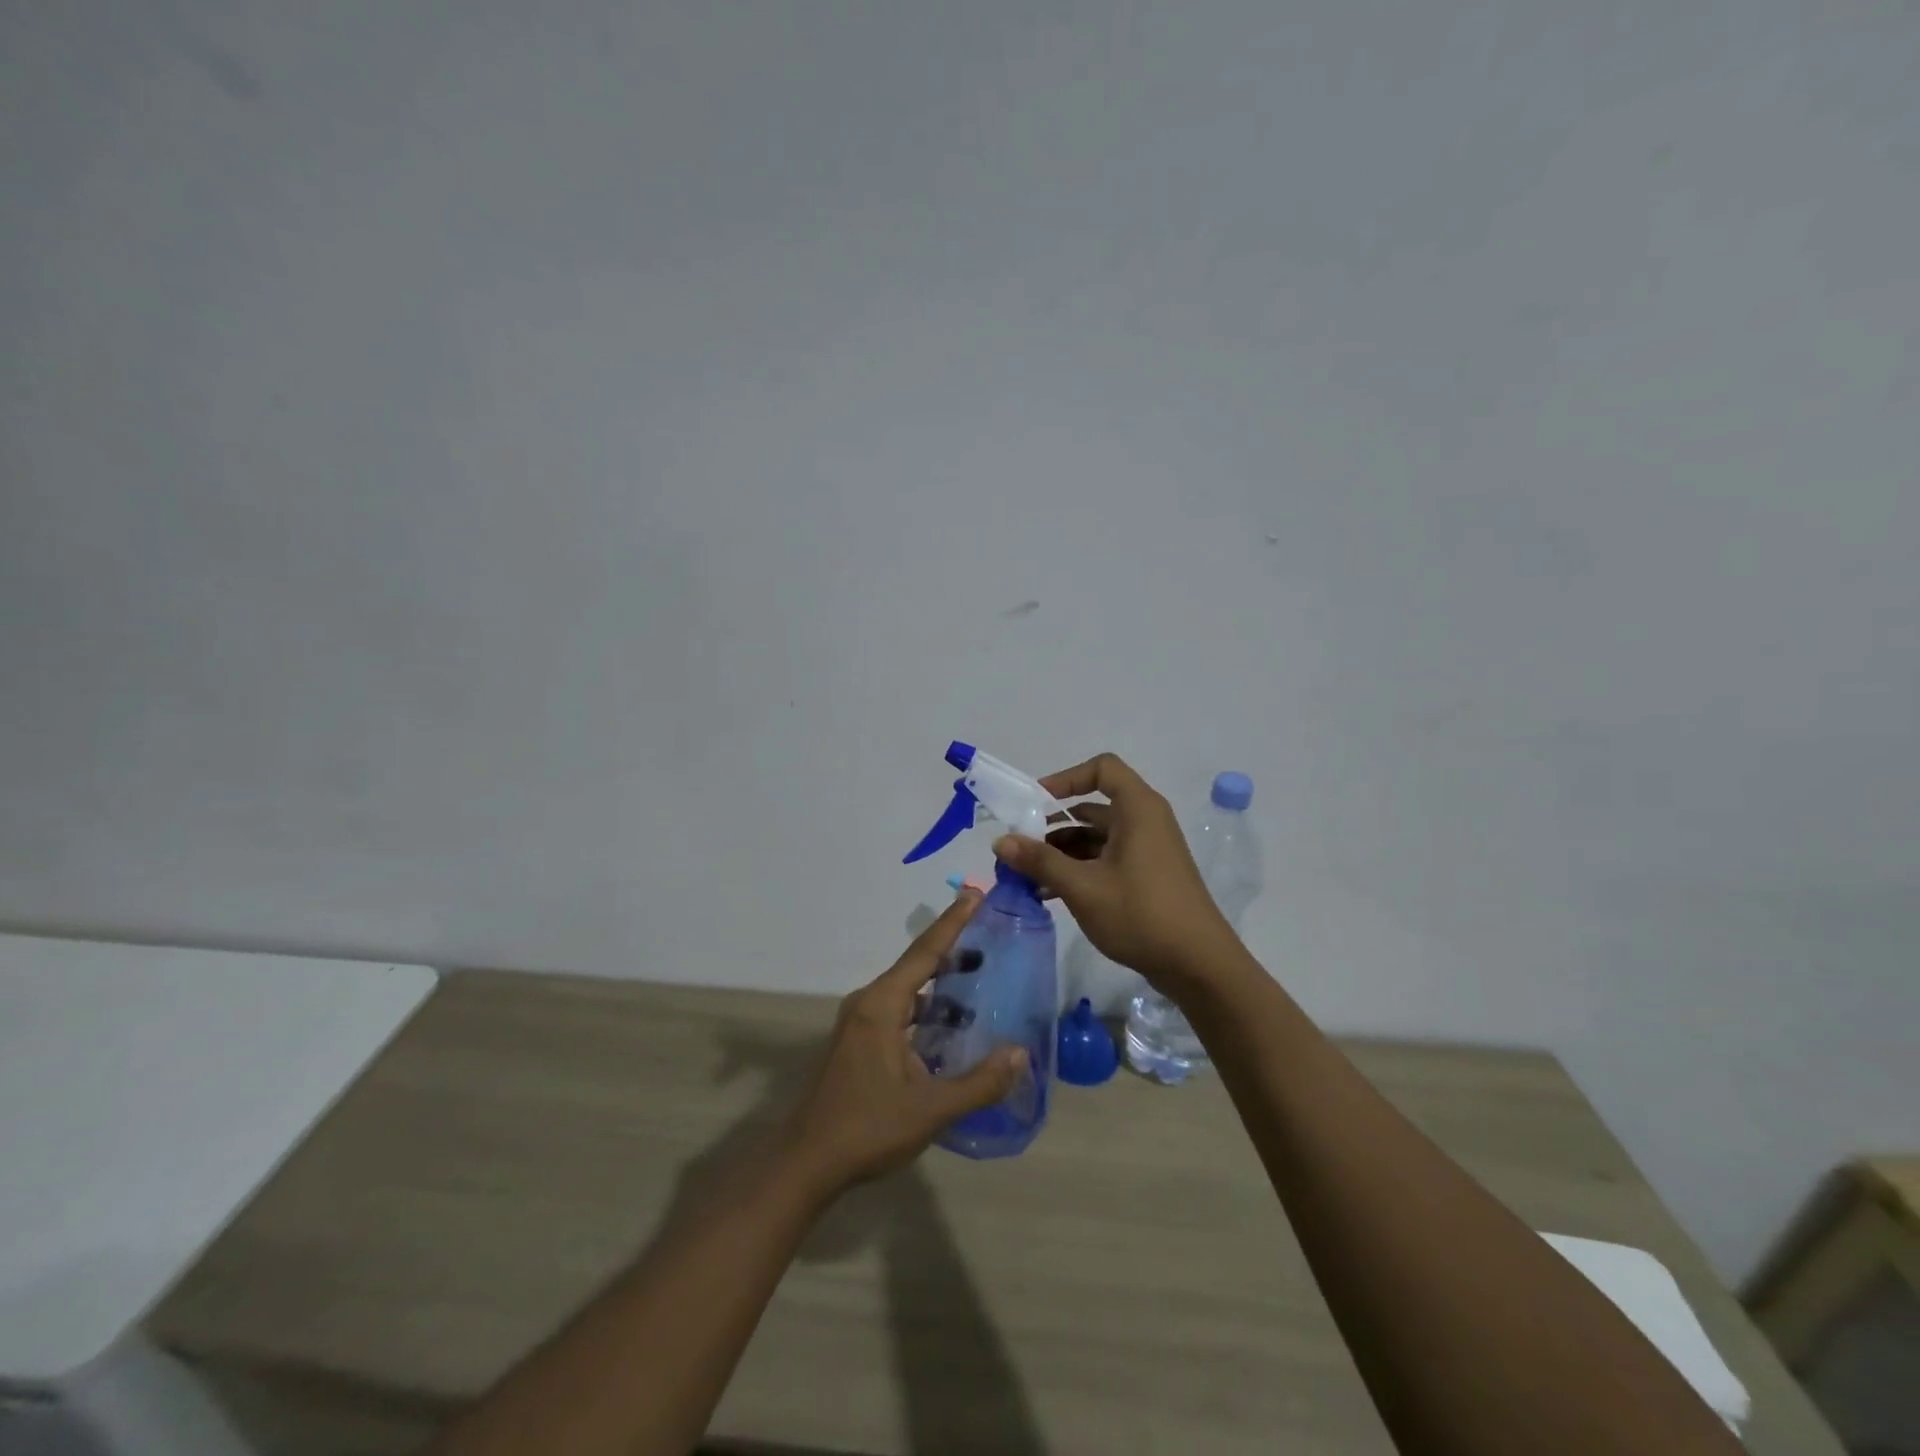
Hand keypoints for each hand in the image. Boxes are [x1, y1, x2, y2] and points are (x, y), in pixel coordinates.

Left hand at [783, 891, 1027, 1195]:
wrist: (807, 1162)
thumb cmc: (868, 1128)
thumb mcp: (931, 1109)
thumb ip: (979, 1083)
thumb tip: (1020, 1055)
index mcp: (882, 1005)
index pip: (925, 952)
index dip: (953, 922)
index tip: (974, 893)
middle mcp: (869, 1003)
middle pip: (916, 965)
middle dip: (952, 950)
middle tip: (989, 938)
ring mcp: (859, 1022)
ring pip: (907, 990)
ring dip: (939, 985)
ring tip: (977, 983)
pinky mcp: (858, 1041)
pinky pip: (898, 1009)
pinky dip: (926, 1008)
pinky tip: (949, 1027)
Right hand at [993, 752, 1236, 986]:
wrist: (1199, 966)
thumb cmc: (1141, 914)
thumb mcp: (1083, 887)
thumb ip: (1040, 861)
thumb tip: (999, 841)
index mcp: (1138, 809)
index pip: (1102, 769)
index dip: (1066, 778)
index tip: (1035, 803)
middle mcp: (1145, 822)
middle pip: (1092, 807)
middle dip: (1052, 825)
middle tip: (1019, 847)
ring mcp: (1147, 851)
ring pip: (1096, 838)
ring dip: (1061, 852)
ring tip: (1027, 877)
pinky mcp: (1146, 877)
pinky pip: (1105, 860)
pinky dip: (1078, 869)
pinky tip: (1049, 894)